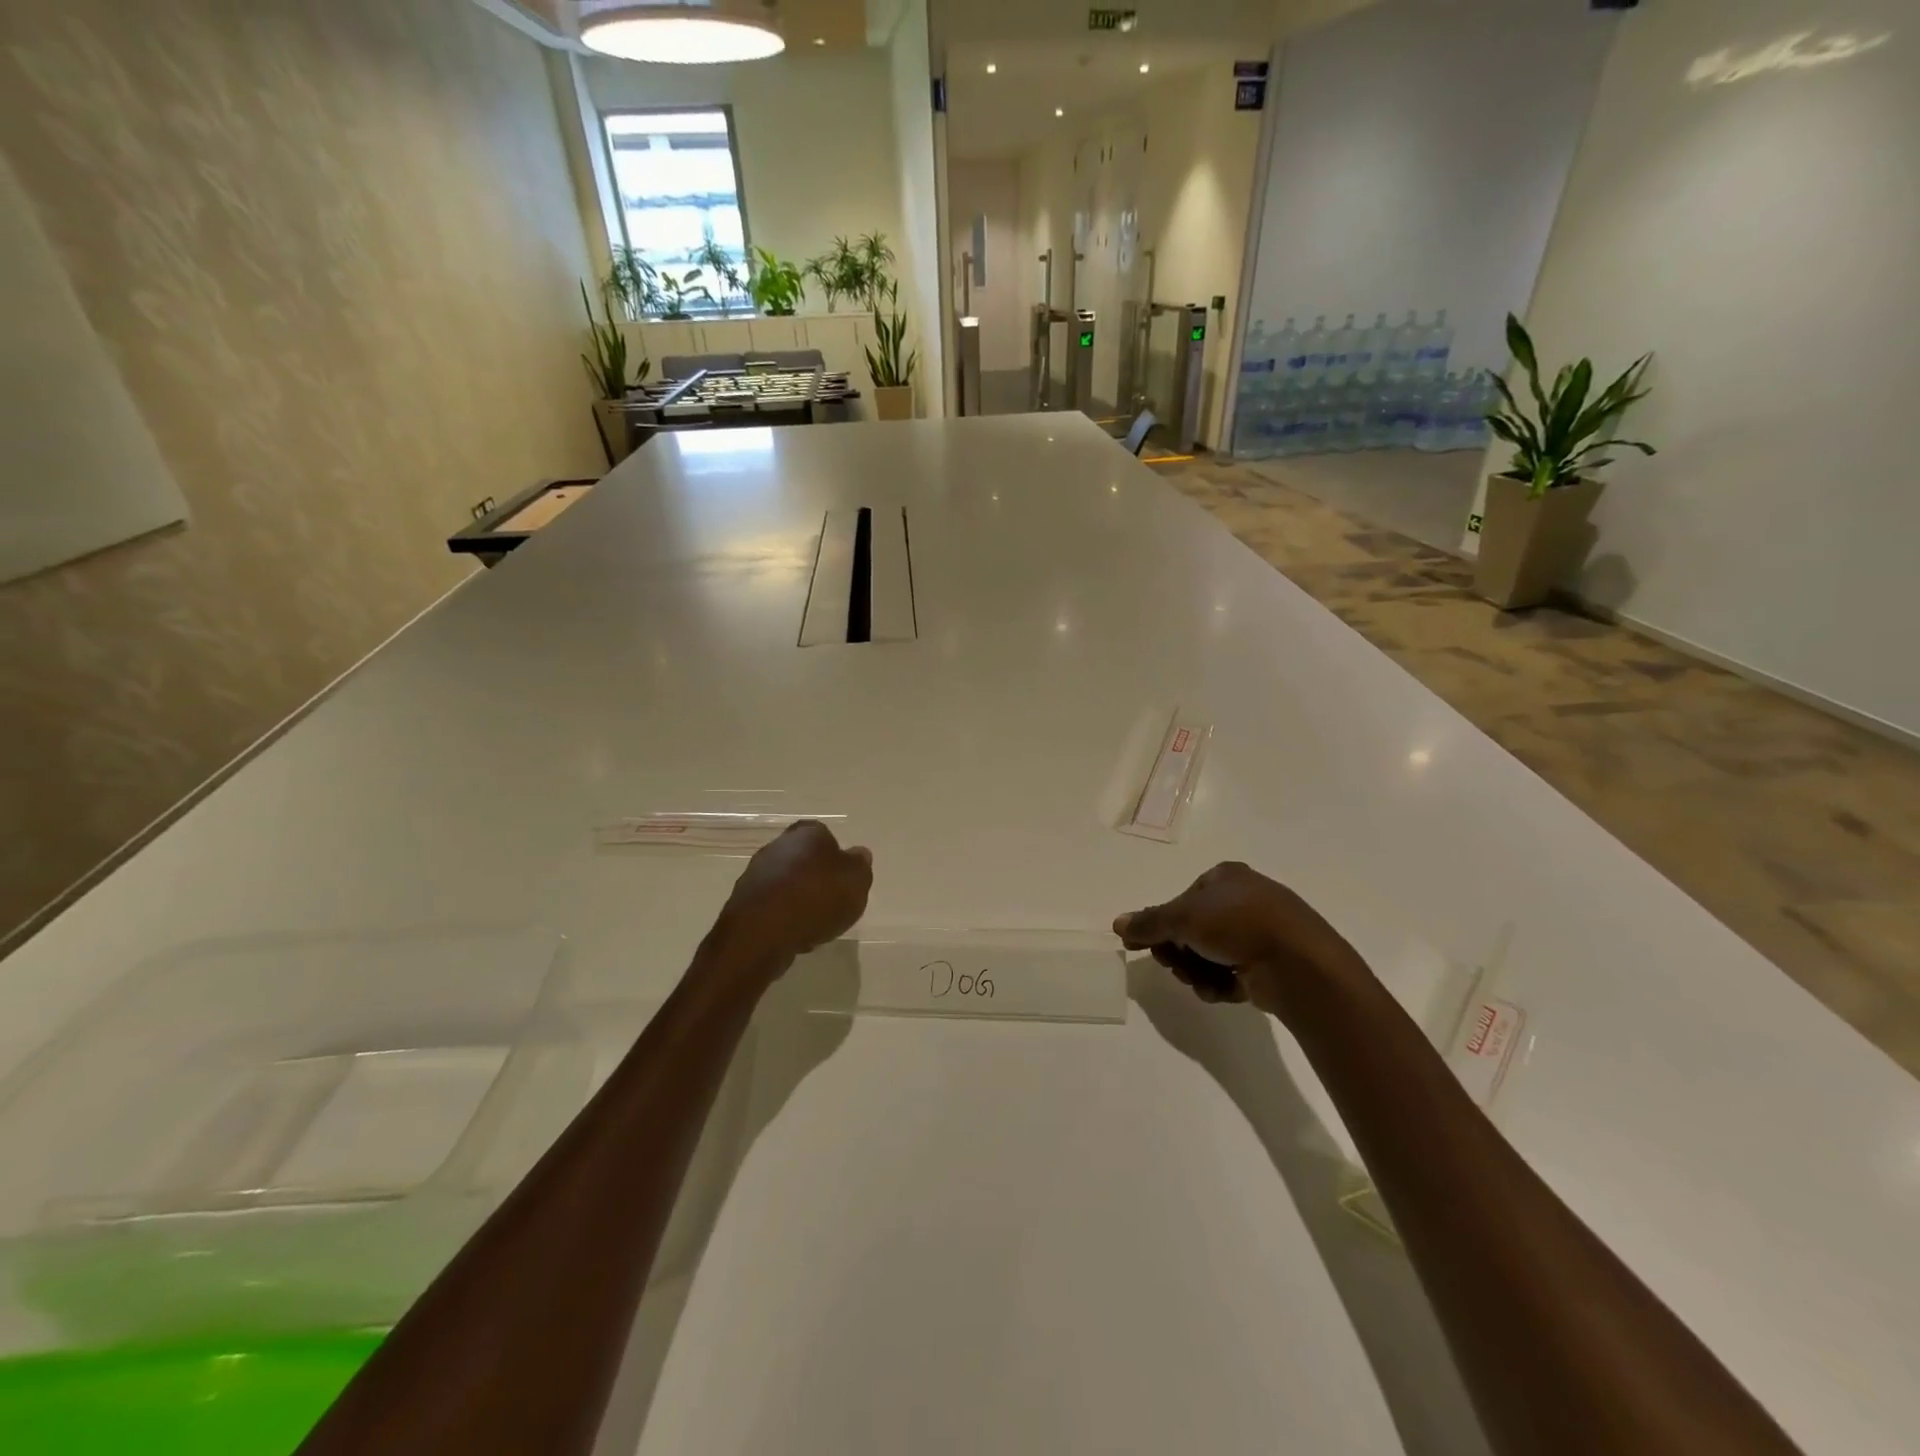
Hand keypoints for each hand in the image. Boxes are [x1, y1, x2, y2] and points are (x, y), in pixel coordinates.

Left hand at [706, 820, 872, 981]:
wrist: (762, 933)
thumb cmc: (816, 898)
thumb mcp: (856, 881)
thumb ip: (860, 866)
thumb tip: (859, 854)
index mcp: (807, 833)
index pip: (824, 835)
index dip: (836, 856)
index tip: (845, 878)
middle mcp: (778, 846)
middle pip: (803, 858)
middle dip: (816, 877)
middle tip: (833, 901)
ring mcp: (756, 874)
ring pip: (786, 883)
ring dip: (799, 899)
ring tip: (815, 924)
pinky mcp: (743, 903)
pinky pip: (772, 907)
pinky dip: (784, 917)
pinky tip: (794, 936)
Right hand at [1114, 862, 1362, 1015]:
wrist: (1299, 964)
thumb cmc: (1238, 924)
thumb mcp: (1183, 918)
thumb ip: (1149, 922)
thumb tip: (1118, 924)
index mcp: (1227, 877)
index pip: (1183, 900)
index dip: (1162, 924)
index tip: (1147, 946)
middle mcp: (1245, 900)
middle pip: (1194, 930)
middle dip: (1180, 952)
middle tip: (1174, 965)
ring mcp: (1261, 932)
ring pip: (1211, 955)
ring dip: (1198, 971)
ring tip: (1201, 982)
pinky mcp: (1271, 964)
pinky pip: (1233, 973)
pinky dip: (1221, 984)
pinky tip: (1222, 991)